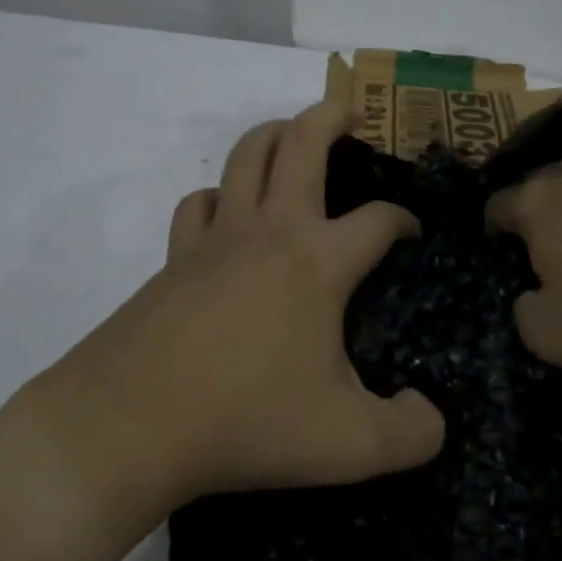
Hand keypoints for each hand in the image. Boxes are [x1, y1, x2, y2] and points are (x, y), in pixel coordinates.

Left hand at [44, 101, 445, 513]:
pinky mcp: (175, 256)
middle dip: (333, 115)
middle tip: (353, 114)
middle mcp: (270, 230)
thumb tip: (431, 417)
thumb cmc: (246, 422)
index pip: (379, 219)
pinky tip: (227, 214)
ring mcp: (216, 237)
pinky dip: (220, 195)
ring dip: (275, 133)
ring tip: (293, 137)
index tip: (413, 235)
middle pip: (303, 141)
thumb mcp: (350, 446)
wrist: (130, 426)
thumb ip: (410, 435)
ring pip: (246, 155)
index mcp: (318, 261)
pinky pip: (200, 202)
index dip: (405, 220)